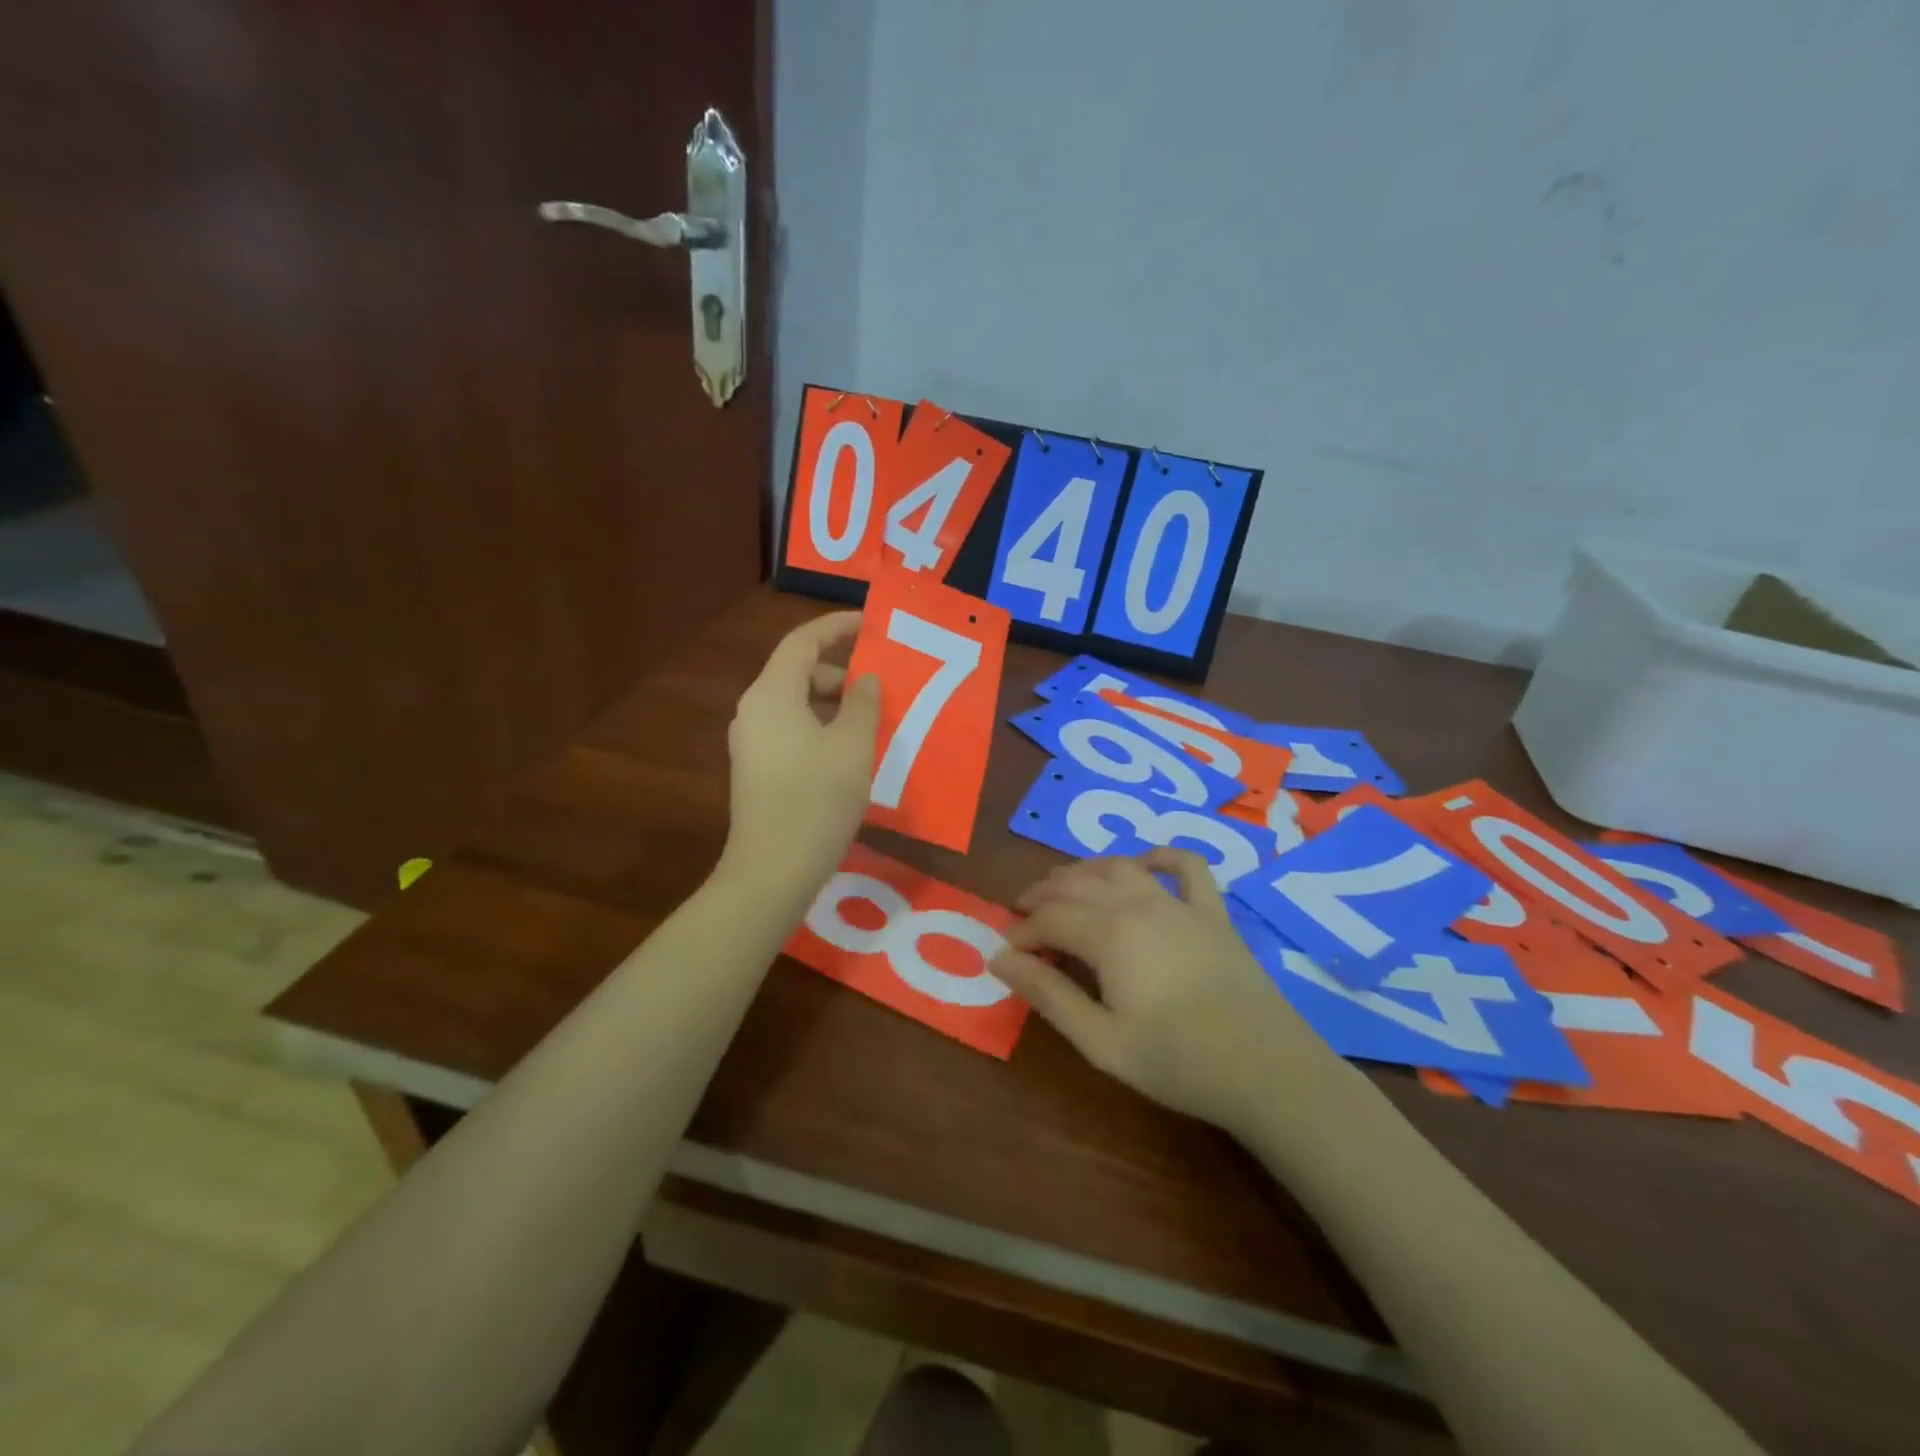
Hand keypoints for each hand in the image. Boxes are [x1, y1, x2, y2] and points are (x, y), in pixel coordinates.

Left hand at [719, 611, 880, 900]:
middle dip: (841, 674)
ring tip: (872, 724)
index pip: (802, 641)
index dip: (836, 626)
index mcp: (772, 694)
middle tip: (881, 689)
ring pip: (796, 705)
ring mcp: (751, 743)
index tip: (870, 624)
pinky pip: (792, 731)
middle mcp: (754, 711)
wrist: (772, 871)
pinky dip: (821, 728)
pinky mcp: (756, 770)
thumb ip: (863, 702)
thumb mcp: (853, 746)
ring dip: (834, 705)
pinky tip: (850, 754)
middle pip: (798, 673)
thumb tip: (865, 678)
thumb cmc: (817, 800)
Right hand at [991, 850, 1336, 1132]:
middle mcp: (1139, 904)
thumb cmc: (1176, 1061)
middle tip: (1023, 915)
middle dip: (1043, 895)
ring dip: (1085, 871)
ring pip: (1120, 867)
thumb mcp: (1100, 1040)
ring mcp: (1179, 904)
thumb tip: (1000, 960)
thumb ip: (1048, 995)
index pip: (1049, 918)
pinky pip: (1186, 867)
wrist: (1266, 1070)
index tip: (1006, 952)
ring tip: (1064, 887)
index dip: (1022, 931)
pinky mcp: (1213, 913)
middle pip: (1078, 884)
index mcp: (1109, 934)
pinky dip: (1160, 857)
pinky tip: (1143, 864)